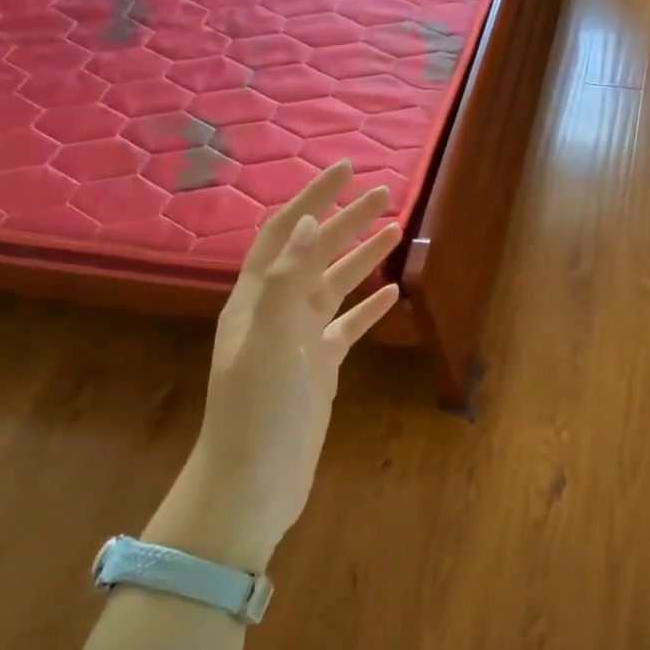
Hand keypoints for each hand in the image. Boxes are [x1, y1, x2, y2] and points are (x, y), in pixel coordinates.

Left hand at [153, 160, 400, 570]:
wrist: (254, 481)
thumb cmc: (258, 411)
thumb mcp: (269, 341)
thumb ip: (287, 281)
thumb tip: (306, 221)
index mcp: (256, 300)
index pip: (285, 234)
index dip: (312, 199)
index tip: (345, 169)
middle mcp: (276, 312)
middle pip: (314, 253)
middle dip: (346, 220)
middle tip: (385, 194)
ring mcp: (299, 341)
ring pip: (334, 286)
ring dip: (361, 257)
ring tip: (394, 231)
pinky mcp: (319, 368)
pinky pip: (347, 326)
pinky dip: (369, 306)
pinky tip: (392, 293)